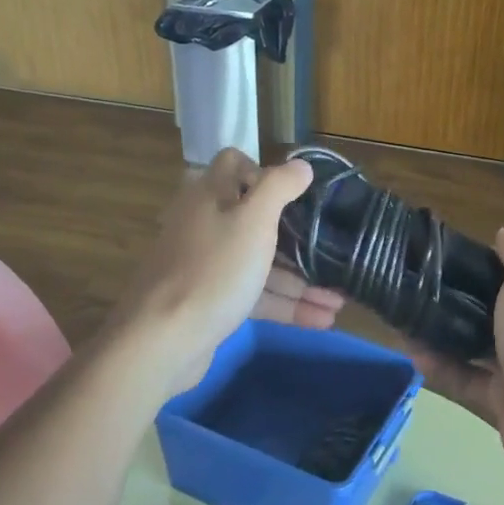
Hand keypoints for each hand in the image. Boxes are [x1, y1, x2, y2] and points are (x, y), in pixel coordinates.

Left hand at [114, 149, 343, 393]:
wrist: (163, 340)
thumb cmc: (214, 269)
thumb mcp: (253, 220)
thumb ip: (279, 187)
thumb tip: (301, 165)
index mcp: (210, 195)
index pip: (234, 164)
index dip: (264, 172)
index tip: (297, 193)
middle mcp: (206, 224)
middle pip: (255, 219)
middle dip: (298, 238)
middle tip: (333, 250)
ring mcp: (208, 265)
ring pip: (260, 263)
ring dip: (299, 279)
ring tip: (340, 298)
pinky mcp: (212, 301)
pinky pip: (254, 295)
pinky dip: (285, 304)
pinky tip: (322, 319)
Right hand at [410, 226, 503, 475]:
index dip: (492, 255)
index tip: (451, 250)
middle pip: (494, 305)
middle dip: (460, 295)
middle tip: (419, 284)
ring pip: (475, 343)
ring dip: (444, 333)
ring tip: (406, 319)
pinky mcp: (500, 397)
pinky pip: (465, 377)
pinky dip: (442, 368)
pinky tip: (413, 355)